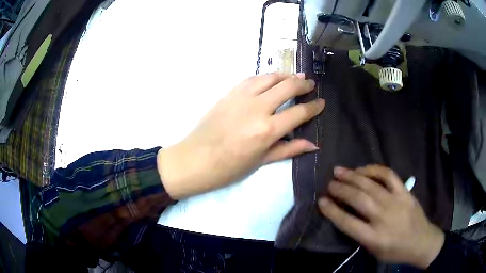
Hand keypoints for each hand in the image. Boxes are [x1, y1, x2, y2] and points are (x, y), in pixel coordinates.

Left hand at [158, 73, 324, 198]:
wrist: (195, 159)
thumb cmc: (228, 168)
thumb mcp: (261, 161)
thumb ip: (289, 149)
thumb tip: (314, 145)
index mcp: (267, 130)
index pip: (299, 112)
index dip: (314, 107)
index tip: (321, 102)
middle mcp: (257, 108)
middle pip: (287, 87)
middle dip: (303, 84)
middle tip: (310, 85)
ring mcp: (241, 97)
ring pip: (270, 77)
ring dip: (285, 75)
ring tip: (295, 77)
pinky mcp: (229, 93)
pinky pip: (252, 78)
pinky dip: (266, 76)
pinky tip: (271, 79)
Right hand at [318, 165, 444, 268]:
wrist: (422, 241)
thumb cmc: (396, 251)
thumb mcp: (374, 252)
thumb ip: (361, 235)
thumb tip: (347, 215)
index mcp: (374, 238)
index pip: (347, 222)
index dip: (332, 210)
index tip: (321, 201)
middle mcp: (383, 218)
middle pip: (358, 199)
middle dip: (340, 189)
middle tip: (329, 184)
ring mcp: (395, 201)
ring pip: (370, 185)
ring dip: (352, 176)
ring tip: (339, 171)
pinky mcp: (404, 192)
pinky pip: (388, 175)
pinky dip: (374, 170)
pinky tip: (364, 169)